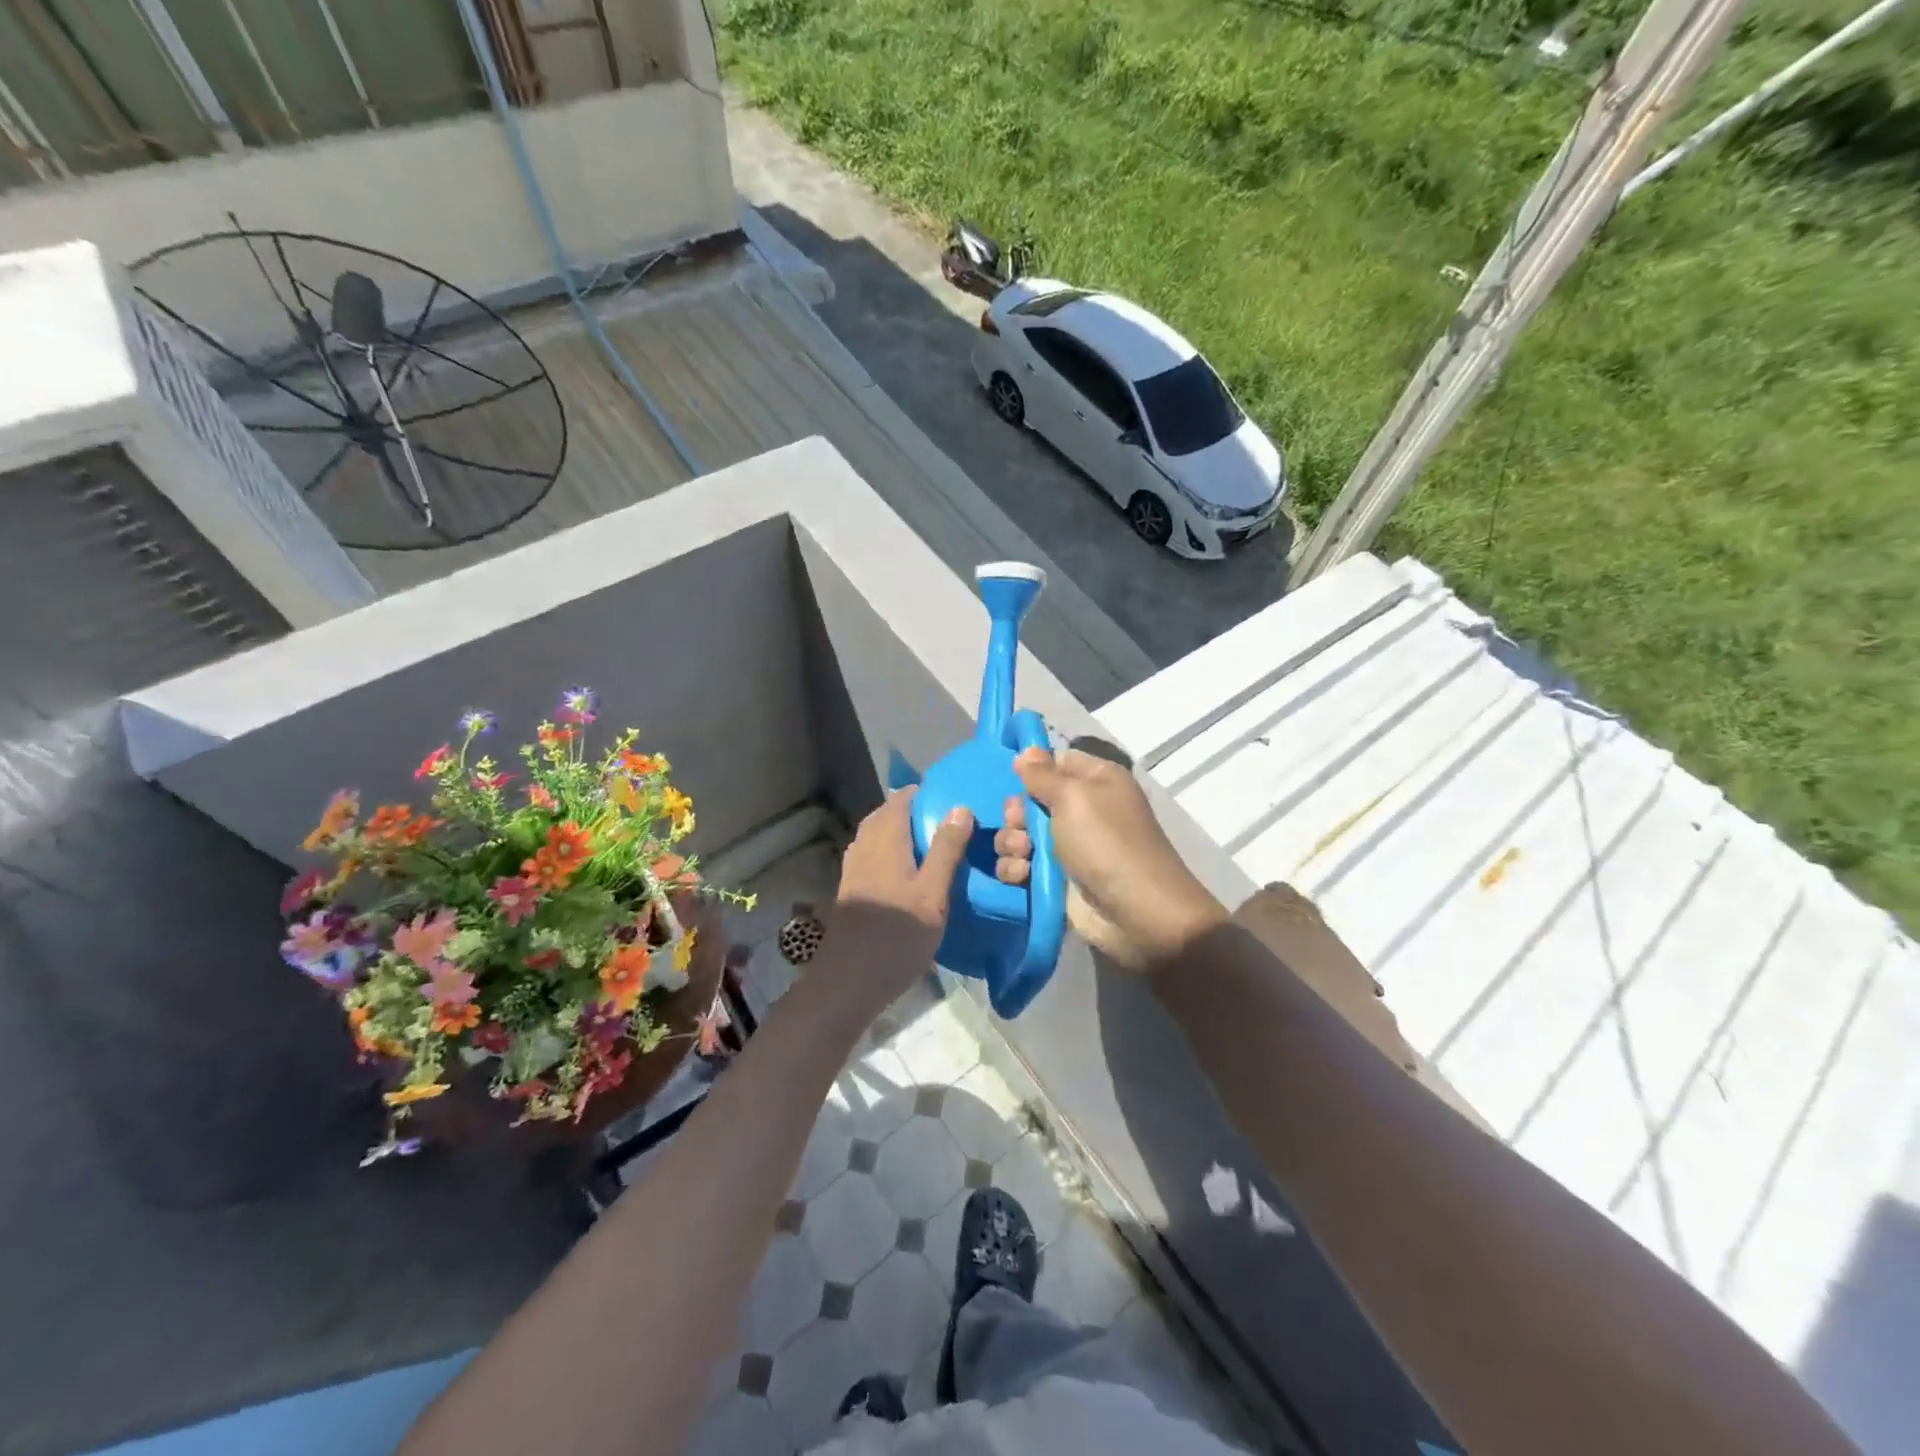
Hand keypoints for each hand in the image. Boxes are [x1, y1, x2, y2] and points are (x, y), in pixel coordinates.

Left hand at [827, 789, 973, 1007]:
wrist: (849, 980)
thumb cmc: (898, 934)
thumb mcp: (933, 892)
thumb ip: (947, 849)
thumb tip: (960, 807)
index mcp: (885, 839)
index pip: (901, 799)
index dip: (924, 793)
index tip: (951, 797)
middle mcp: (864, 846)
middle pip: (885, 815)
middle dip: (911, 812)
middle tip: (944, 821)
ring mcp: (853, 869)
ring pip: (875, 836)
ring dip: (898, 833)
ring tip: (929, 845)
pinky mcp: (850, 890)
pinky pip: (870, 856)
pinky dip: (888, 852)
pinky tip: (905, 873)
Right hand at [994, 746, 1224, 971]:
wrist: (1136, 913)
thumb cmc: (1107, 843)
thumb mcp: (1074, 797)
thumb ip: (1043, 774)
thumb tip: (1026, 752)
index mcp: (1095, 781)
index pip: (1055, 762)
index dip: (1032, 769)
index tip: (1013, 778)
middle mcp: (1081, 810)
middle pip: (1030, 800)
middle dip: (1016, 812)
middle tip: (1020, 825)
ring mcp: (1066, 847)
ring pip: (1019, 834)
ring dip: (1011, 842)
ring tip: (1023, 854)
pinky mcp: (1053, 879)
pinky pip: (1020, 865)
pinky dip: (1014, 869)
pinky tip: (1020, 875)